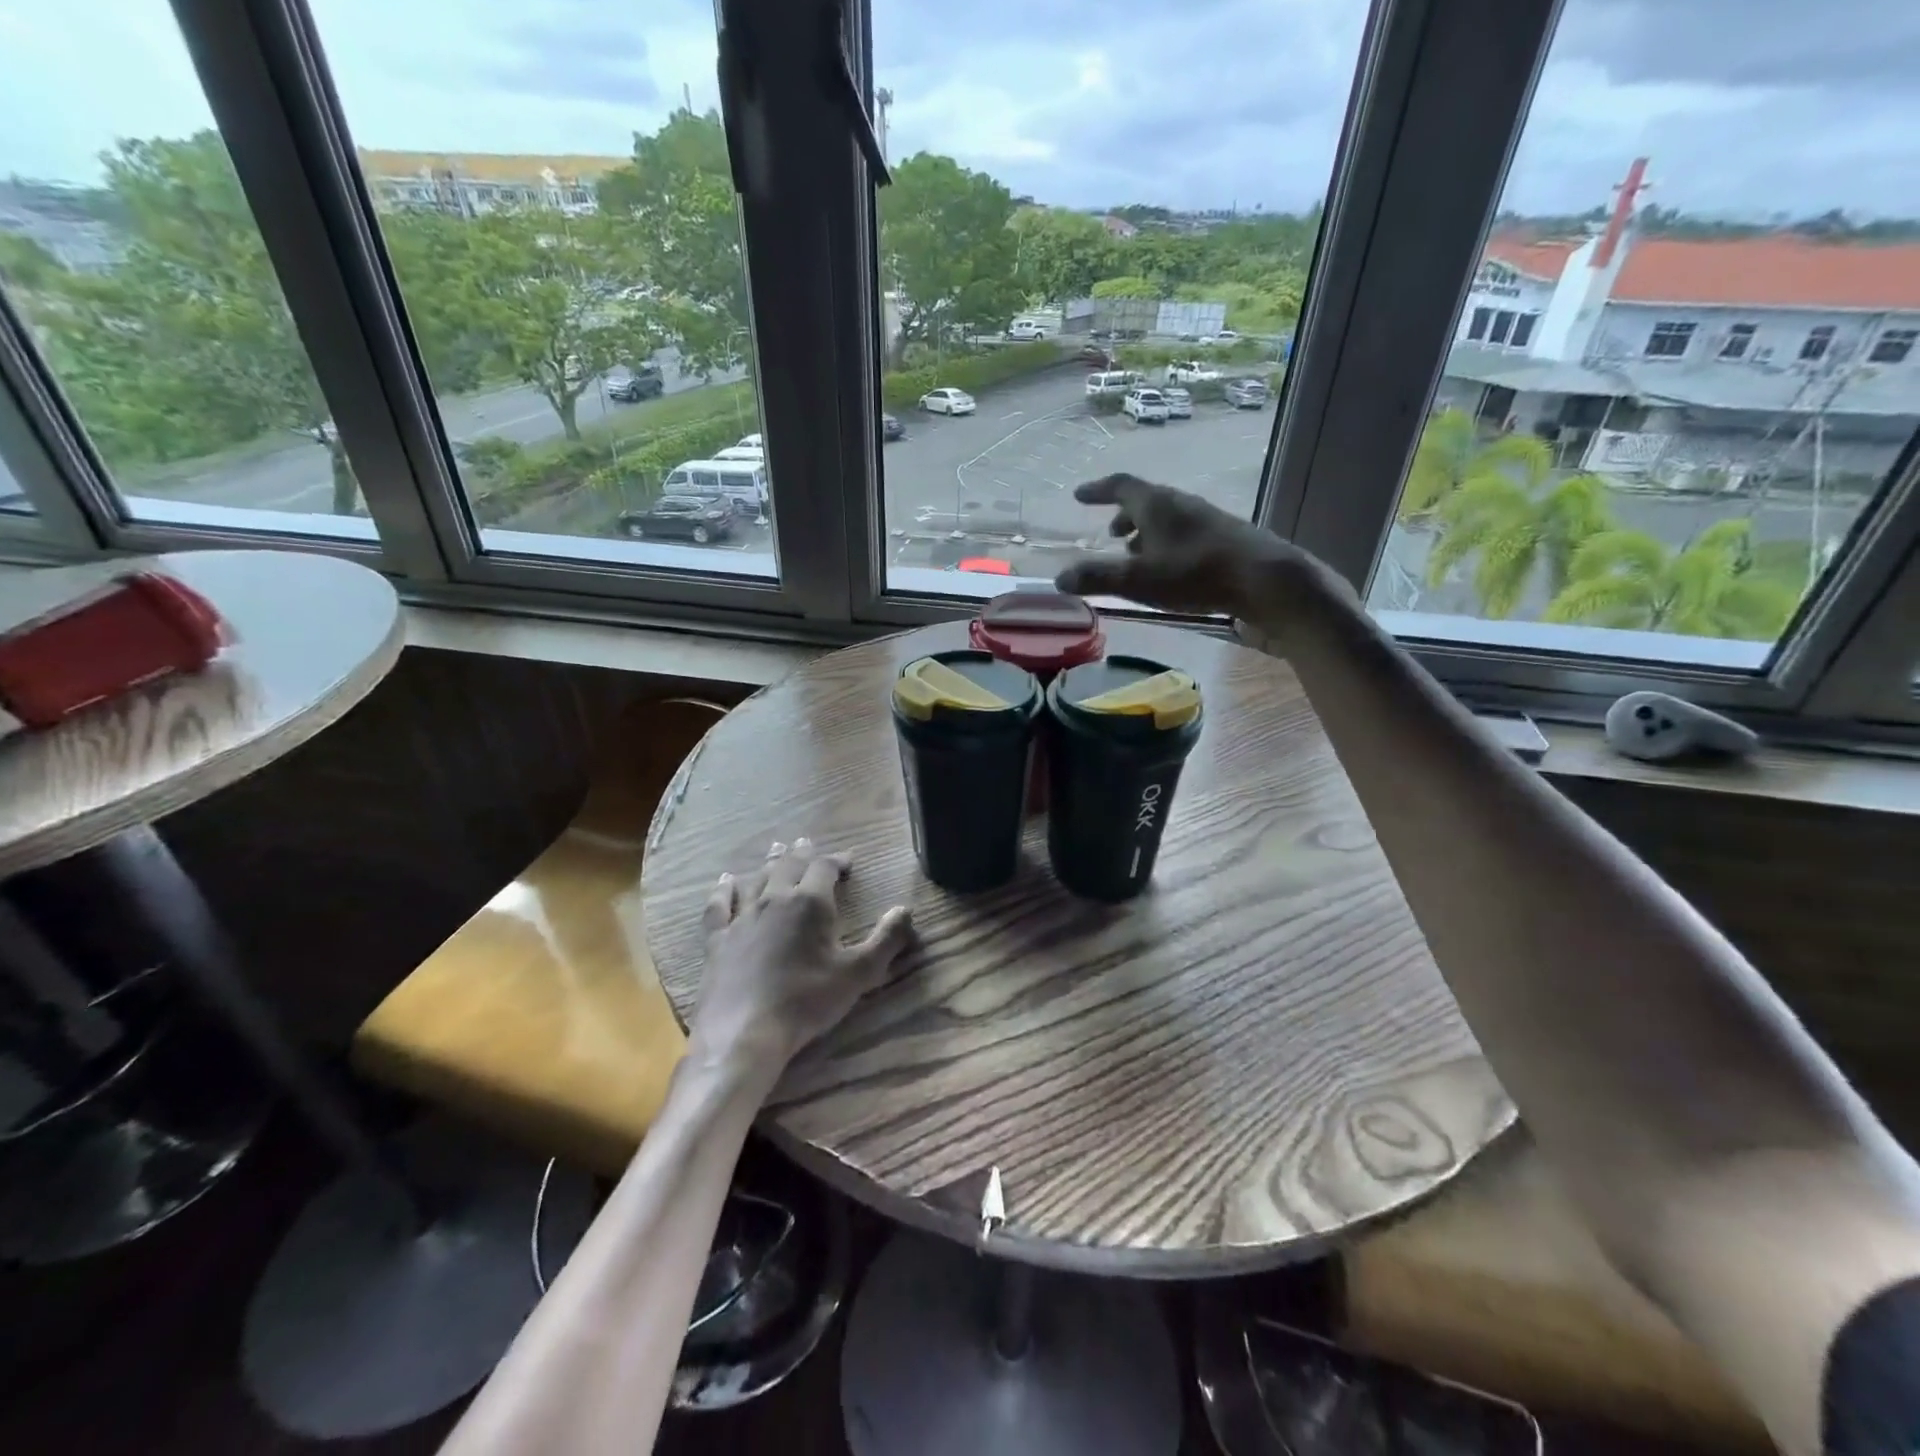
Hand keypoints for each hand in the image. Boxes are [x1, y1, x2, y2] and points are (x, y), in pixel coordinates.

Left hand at [687, 839, 913, 1080]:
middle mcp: (774, 900)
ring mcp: (742, 918)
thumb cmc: (807, 1001)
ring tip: (776, 850)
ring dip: (769, 863)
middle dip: (801, 853)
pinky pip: (719, 906)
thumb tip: (905, 910)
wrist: (744, 1032)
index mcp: (810, 903)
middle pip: (788, 865)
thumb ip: (886, 940)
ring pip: (757, 879)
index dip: (837, 860)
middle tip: (806, 843)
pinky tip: (725, 882)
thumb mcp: (858, 974)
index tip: (848, 861)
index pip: (825, 867)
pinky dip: (724, 890)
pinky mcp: (717, 940)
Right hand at [1055, 473, 1306, 617]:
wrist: (1264, 579)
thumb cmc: (1195, 574)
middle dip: (1124, 515)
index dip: (1098, 490)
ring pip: (1166, 518)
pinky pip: (1183, 532)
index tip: (1080, 495)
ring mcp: (1205, 518)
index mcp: (1156, 504)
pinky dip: (1165, 543)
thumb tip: (1060, 579)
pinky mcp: (1222, 537)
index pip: (1120, 486)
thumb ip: (1098, 577)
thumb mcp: (1139, 580)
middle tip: (1110, 534)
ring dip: (1145, 532)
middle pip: (1145, 501)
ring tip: (1135, 555)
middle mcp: (1180, 504)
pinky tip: (1168, 568)